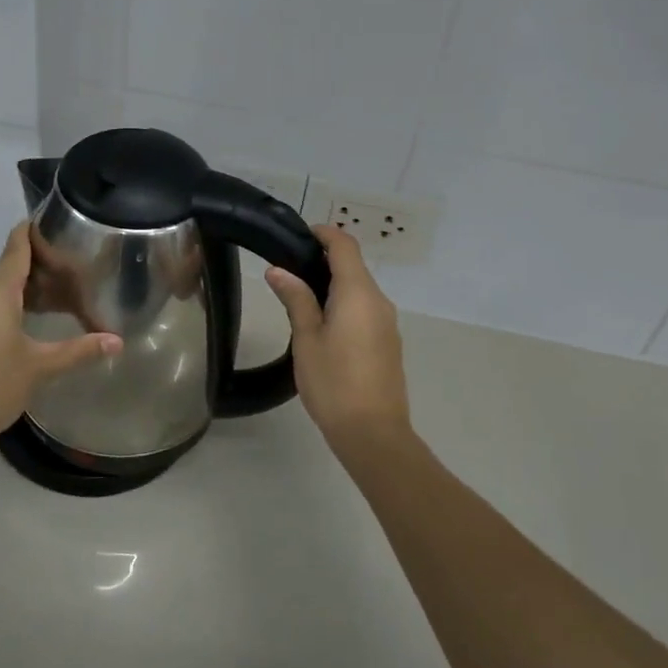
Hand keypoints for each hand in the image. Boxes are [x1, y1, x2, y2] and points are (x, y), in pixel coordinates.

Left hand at [0, 222, 121, 450]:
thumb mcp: (40, 367)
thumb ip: (79, 350)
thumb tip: (117, 341)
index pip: (16, 248)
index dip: (31, 232)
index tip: (48, 221)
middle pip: (6, 271)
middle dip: (34, 272)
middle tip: (65, 277)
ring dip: (16, 294)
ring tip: (45, 305)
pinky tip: (14, 331)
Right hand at [266, 226, 414, 459]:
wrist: (374, 434)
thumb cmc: (334, 383)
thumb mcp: (307, 338)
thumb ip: (296, 299)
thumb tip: (279, 270)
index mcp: (359, 293)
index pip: (345, 246)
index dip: (324, 233)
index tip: (298, 236)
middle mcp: (378, 301)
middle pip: (354, 266)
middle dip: (323, 260)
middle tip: (288, 269)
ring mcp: (387, 322)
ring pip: (360, 289)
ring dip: (333, 284)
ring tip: (299, 297)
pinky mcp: (388, 342)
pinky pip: (365, 309)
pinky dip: (344, 303)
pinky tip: (322, 324)